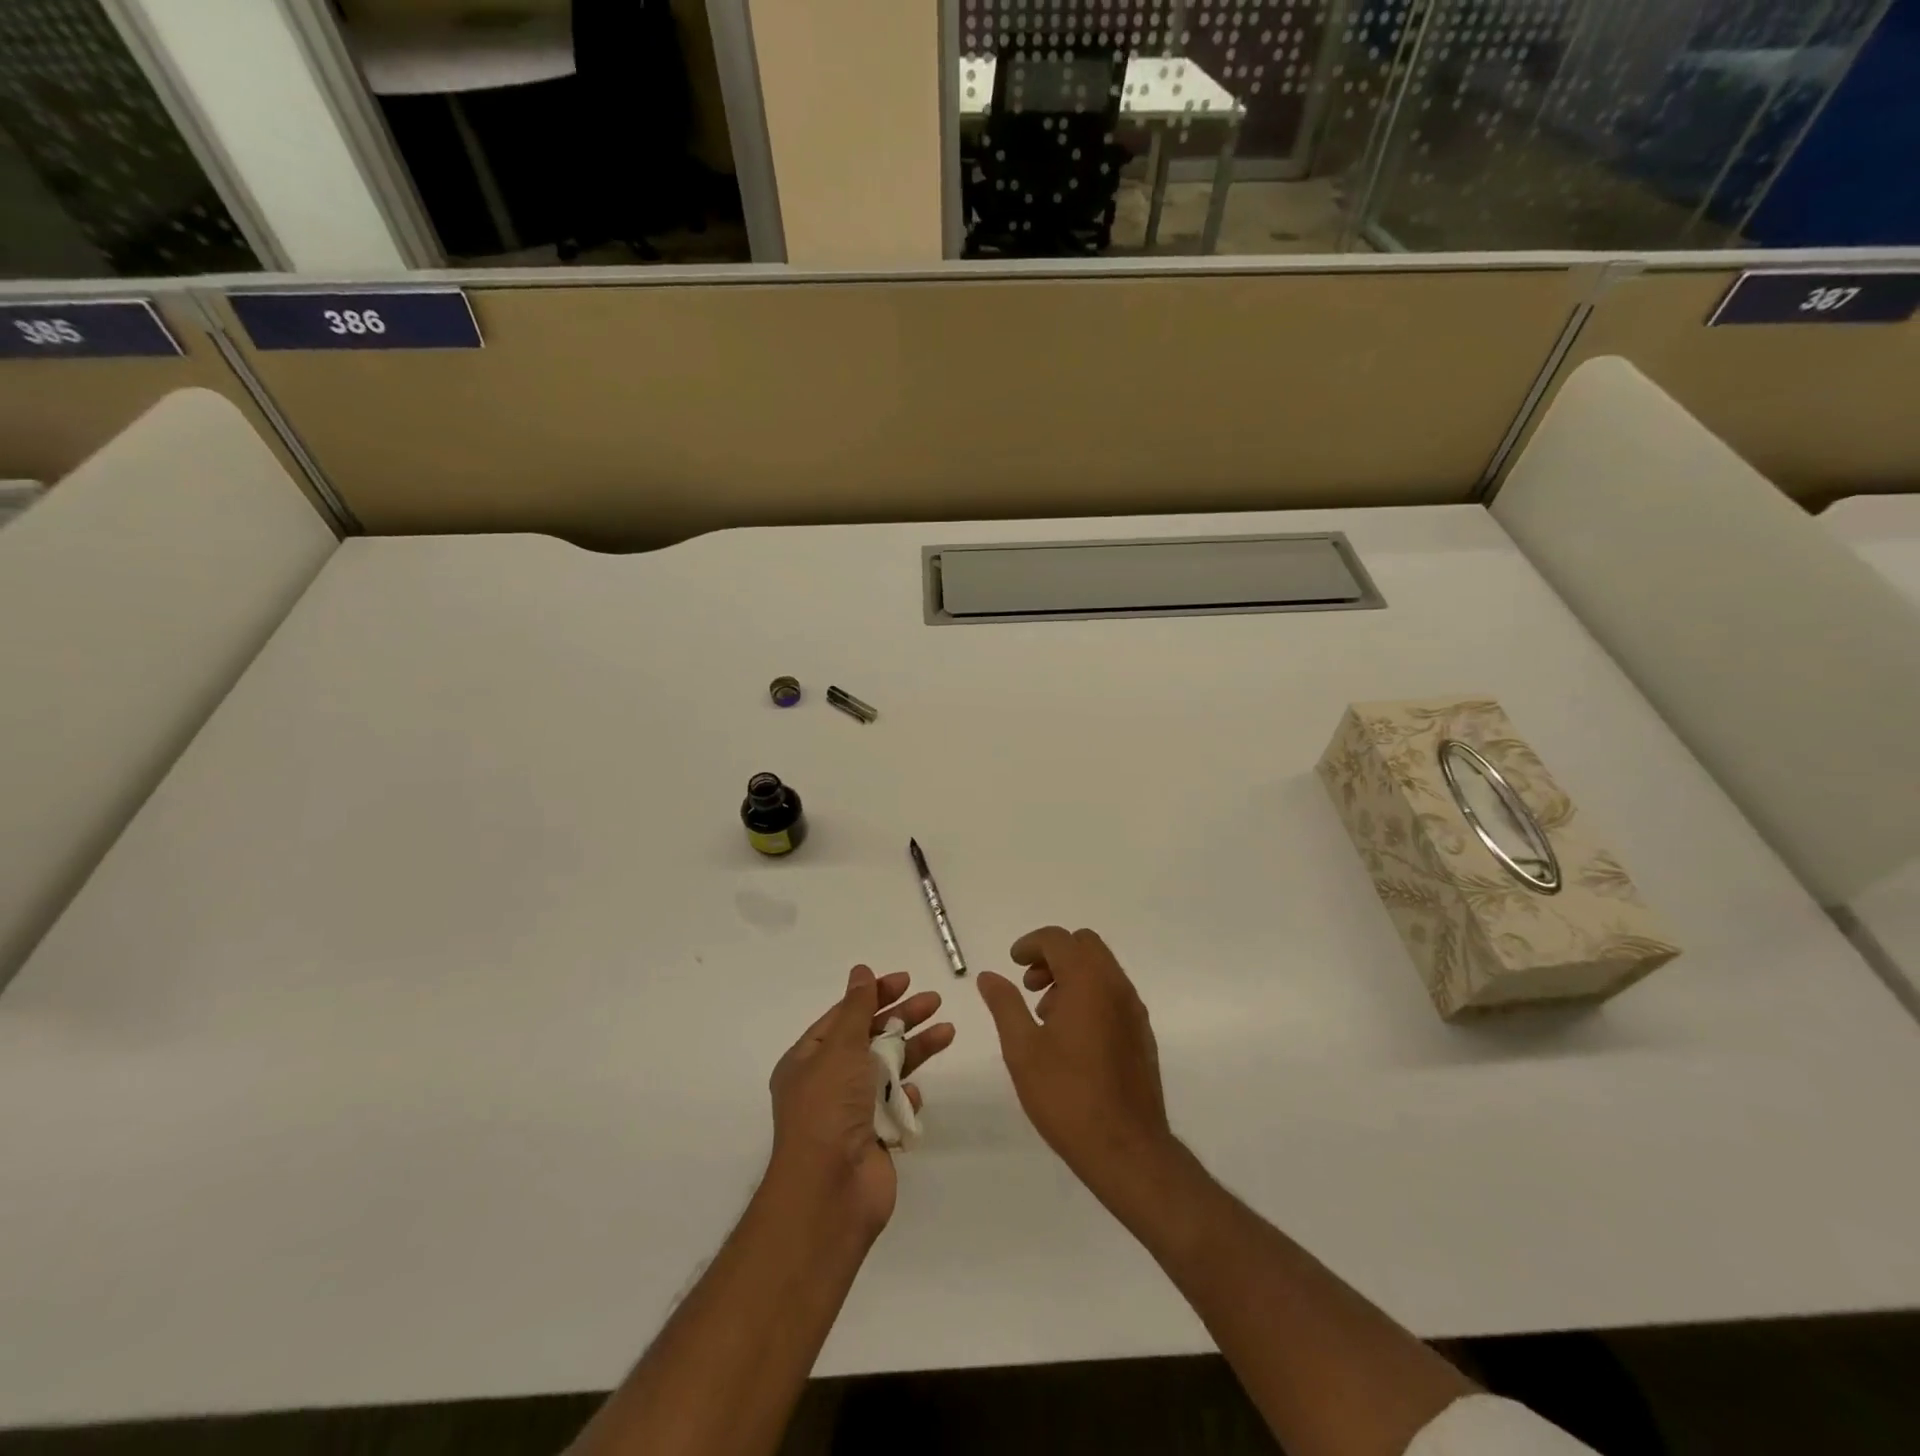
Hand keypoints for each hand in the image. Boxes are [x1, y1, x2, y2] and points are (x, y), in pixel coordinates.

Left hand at [767, 965, 953, 1241]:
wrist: (830, 1191)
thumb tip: (860, 970)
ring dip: (915, 1050)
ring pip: (888, 1069)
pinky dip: (907, 1097)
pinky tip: (915, 1094)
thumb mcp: (840, 1048)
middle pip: (869, 1039)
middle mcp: (828, 1083)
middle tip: (934, 1000)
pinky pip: (895, 1106)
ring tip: (948, 1031)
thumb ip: (856, 1008)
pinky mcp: (875, 1138)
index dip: (873, 995)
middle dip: (901, 1018)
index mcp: (808, 1060)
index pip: (843, 1016)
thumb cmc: (828, 1109)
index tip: (905, 980)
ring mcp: (852, 1112)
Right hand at [977, 927, 1174, 1201]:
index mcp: (1088, 982)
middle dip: (1053, 955)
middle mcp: (1116, 986)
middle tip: (1029, 985)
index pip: (1058, 939)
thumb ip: (1005, 1005)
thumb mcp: (1022, 1049)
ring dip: (1072, 975)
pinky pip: (1114, 994)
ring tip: (1046, 1016)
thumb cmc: (1067, 1096)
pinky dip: (1090, 995)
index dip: (1031, 944)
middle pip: (1085, 946)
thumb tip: (989, 976)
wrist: (1127, 1150)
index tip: (1012, 963)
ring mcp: (1134, 1010)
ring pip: (1102, 969)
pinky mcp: (1142, 1034)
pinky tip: (1071, 1037)